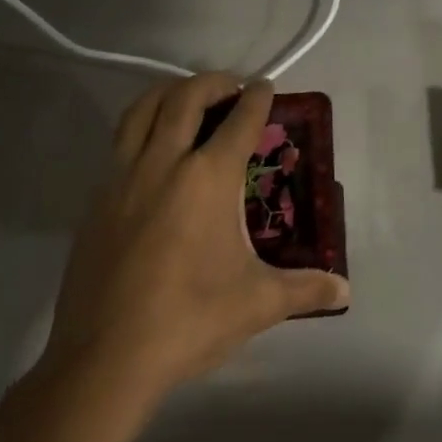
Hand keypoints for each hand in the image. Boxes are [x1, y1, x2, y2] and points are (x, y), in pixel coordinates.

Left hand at [45, 73, 348, 393]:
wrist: (105, 359)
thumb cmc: (190, 320)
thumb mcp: (258, 304)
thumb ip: (305, 289)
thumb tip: (345, 291)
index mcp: (208, 179)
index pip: (239, 122)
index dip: (258, 98)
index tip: (266, 85)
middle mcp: (163, 164)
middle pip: (184, 98)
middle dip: (212, 82)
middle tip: (231, 86)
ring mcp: (121, 180)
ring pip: (140, 111)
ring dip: (168, 93)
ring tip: (187, 99)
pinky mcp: (95, 203)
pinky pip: (119, 145)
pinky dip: (141, 129)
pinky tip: (154, 155)